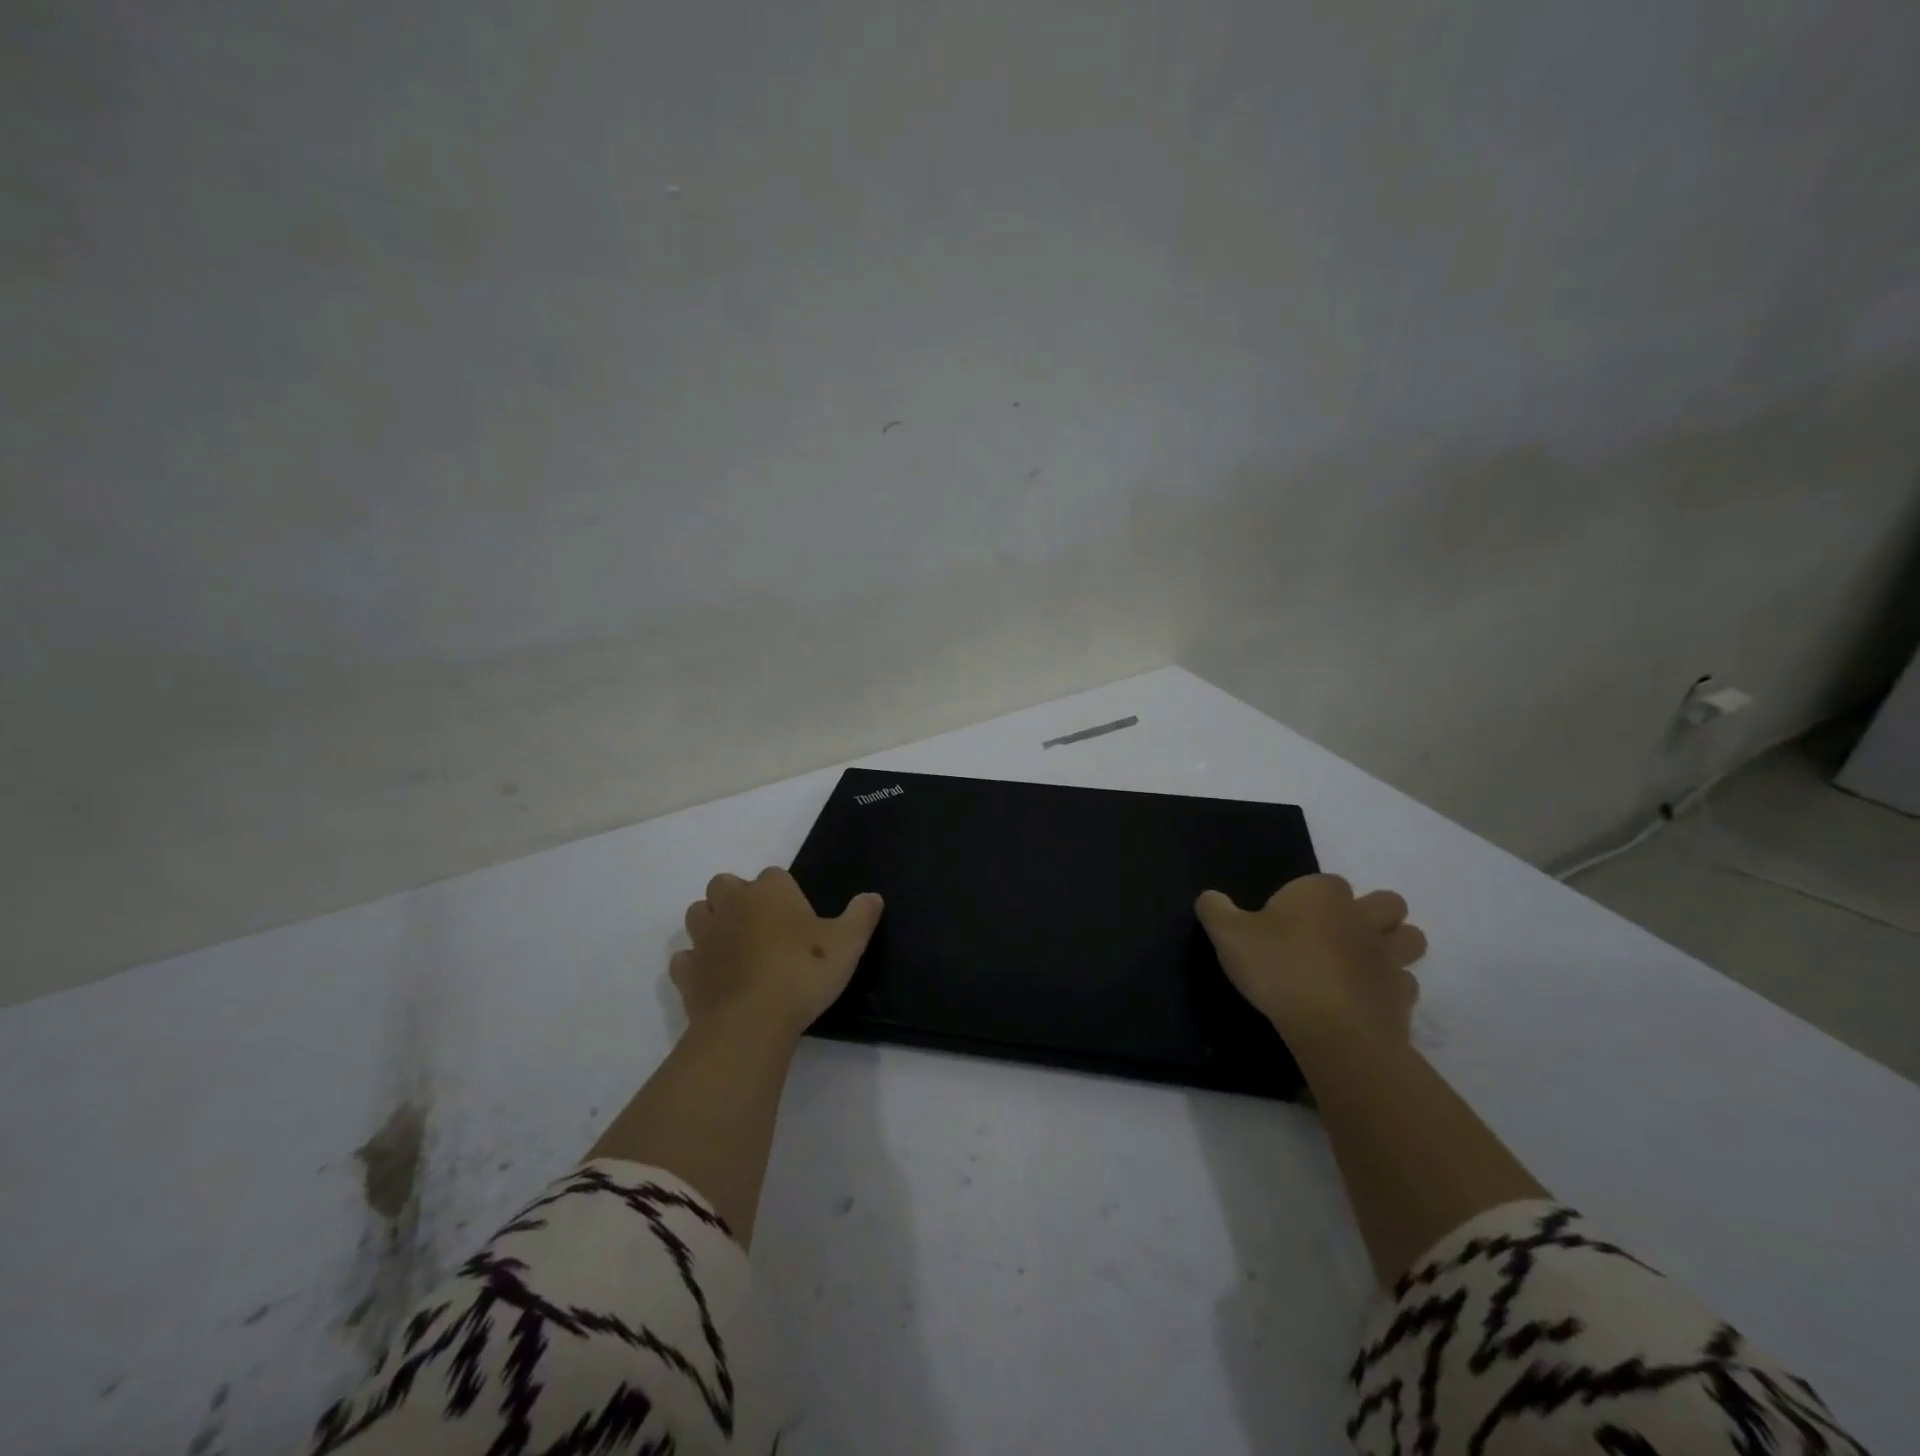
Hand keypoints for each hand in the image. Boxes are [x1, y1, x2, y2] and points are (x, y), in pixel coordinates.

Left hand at [673, 868, 883, 1039]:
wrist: (751, 1022)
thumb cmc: (803, 972)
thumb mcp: (848, 944)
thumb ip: (861, 916)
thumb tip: (873, 897)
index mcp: (770, 890)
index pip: (775, 875)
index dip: (786, 893)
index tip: (799, 918)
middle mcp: (732, 904)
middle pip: (725, 885)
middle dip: (738, 898)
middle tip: (763, 926)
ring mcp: (704, 938)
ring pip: (698, 914)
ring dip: (712, 923)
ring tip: (736, 947)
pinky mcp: (687, 972)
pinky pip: (685, 958)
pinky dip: (696, 963)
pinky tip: (715, 978)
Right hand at [1196, 874, 1426, 1043]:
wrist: (1330, 1028)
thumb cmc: (1278, 968)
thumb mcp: (1227, 934)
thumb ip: (1216, 910)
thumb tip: (1210, 897)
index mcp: (1322, 894)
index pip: (1326, 881)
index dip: (1310, 898)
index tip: (1287, 921)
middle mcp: (1362, 917)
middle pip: (1388, 903)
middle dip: (1373, 913)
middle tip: (1338, 935)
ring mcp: (1389, 957)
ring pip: (1411, 939)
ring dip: (1394, 946)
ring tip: (1361, 964)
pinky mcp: (1402, 996)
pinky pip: (1405, 984)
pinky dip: (1389, 989)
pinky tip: (1364, 1000)